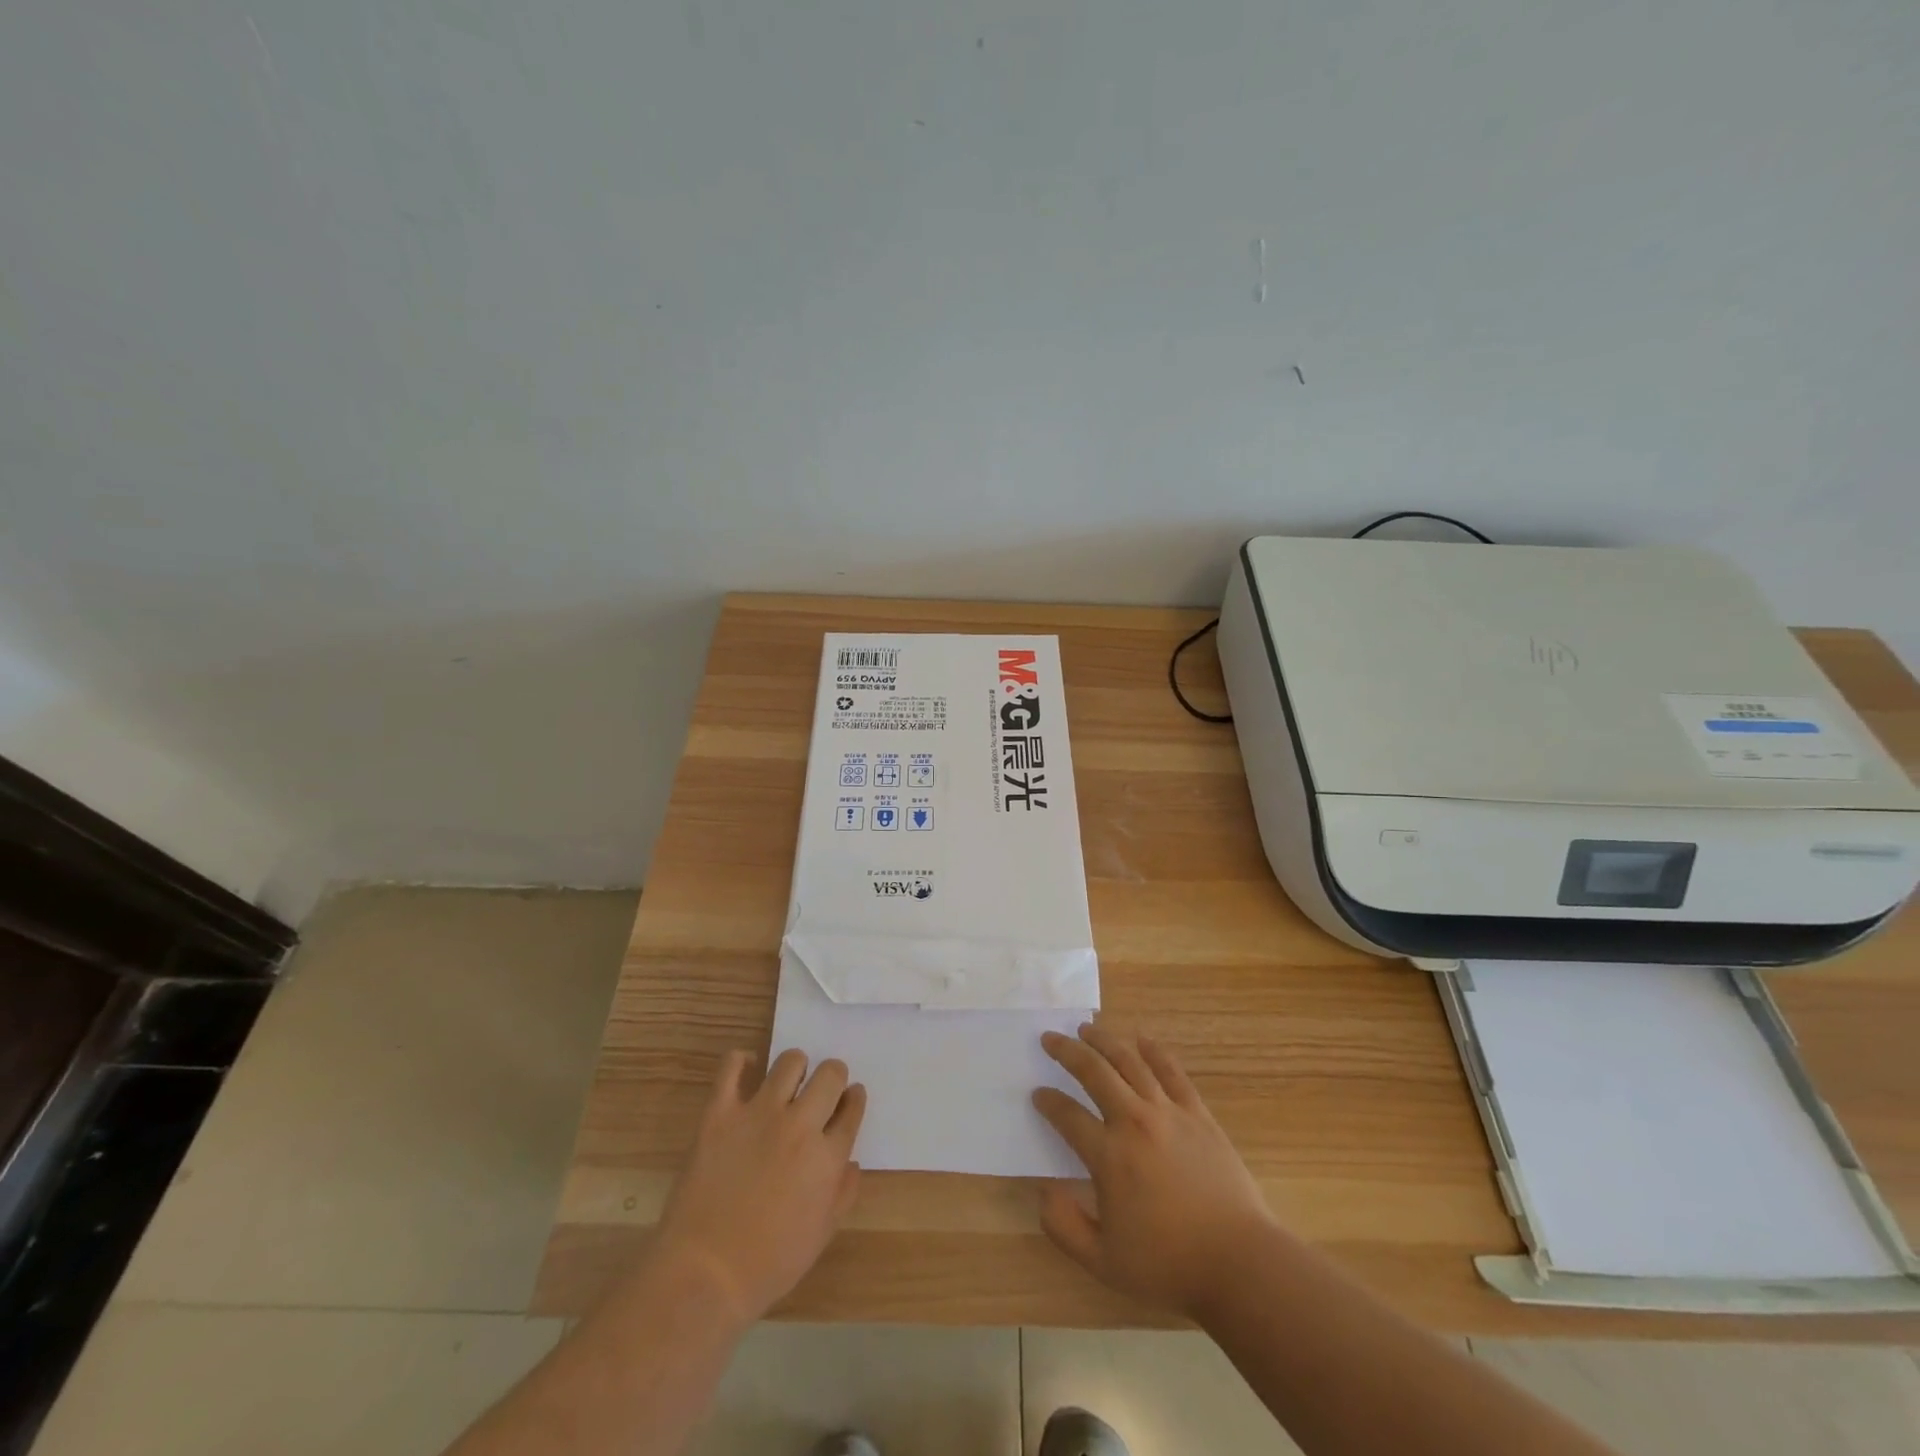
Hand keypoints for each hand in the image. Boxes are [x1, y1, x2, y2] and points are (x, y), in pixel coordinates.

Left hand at [648, 1048, 865, 1323]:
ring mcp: (759, 1114)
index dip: (854, 1099)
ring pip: (790, 1061)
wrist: (704, 1274)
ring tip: (787, 1084)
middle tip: (821, 1091)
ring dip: (795, 1068)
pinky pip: (732, 1066)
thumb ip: (843, 1193)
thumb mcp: (820, 1236)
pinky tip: (747, 1070)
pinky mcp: (720, 1113)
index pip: (852, 1108)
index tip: (849, 1099)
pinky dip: (742, 1061)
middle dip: (833, 1077)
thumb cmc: (768, 1264)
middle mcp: (800, 1125)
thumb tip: (851, 1162)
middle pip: (830, 1074)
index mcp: (827, 1157)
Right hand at [1033, 1024, 1278, 1318]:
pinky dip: (1153, 1051)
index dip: (1048, 1102)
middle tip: (1050, 1038)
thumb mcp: (1103, 1263)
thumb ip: (1064, 1226)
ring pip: (1130, 1062)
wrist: (1239, 1262)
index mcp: (1109, 1157)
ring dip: (1104, 1041)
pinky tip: (1141, 1039)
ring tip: (1087, 1029)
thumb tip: (1043, 1191)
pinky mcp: (1198, 1114)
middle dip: (1067, 1051)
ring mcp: (1169, 1113)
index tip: (1038, 1093)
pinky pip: (1171, 1071)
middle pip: (1094, 1072)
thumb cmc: (1169, 1265)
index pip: (1068, 1115)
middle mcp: (1134, 1122)